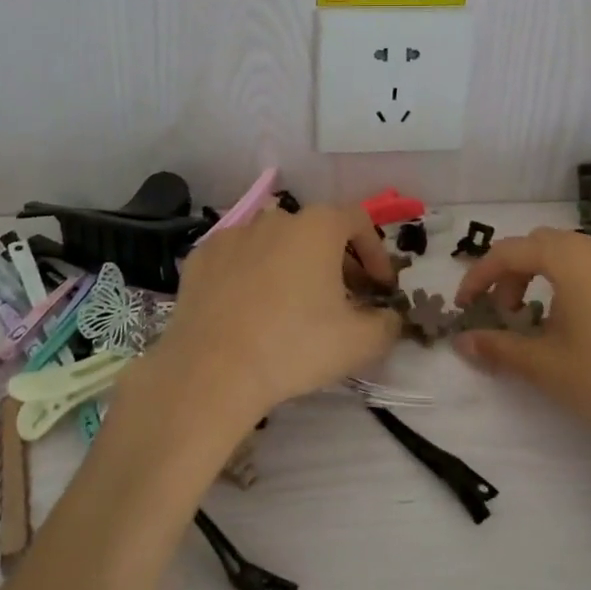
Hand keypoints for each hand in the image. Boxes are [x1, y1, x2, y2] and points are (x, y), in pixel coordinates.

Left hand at [114, 204, 401, 445]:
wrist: (212, 371)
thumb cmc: (294, 347)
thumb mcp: (360, 343)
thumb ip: (387, 324)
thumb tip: (389, 317)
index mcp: (318, 227)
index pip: (359, 221)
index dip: (375, 252)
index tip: (380, 287)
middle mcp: (276, 219)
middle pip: (316, 230)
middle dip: (337, 260)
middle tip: (344, 298)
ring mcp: (233, 234)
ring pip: (275, 243)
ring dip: (293, 264)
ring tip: (295, 303)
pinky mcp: (201, 257)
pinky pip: (238, 258)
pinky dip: (252, 274)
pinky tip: (251, 308)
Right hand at [453, 228, 590, 478]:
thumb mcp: (548, 367)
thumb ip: (500, 348)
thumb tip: (462, 342)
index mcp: (572, 257)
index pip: (510, 252)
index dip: (479, 276)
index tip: (464, 306)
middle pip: (543, 246)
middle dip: (513, 275)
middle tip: (503, 314)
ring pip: (575, 256)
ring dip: (546, 279)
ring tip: (541, 321)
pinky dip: (578, 286)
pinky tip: (583, 326)